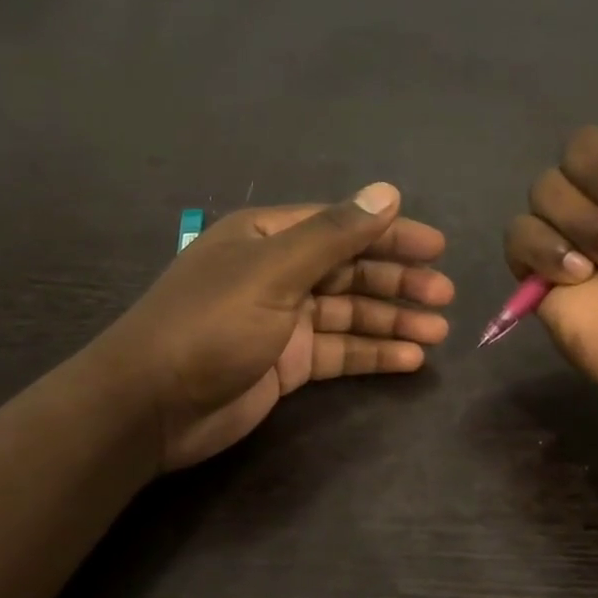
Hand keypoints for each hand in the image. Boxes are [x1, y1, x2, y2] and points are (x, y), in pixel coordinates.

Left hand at [99, 183, 453, 469]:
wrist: (152, 405)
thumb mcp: (273, 271)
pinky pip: (338, 351)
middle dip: (397, 281)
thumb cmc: (210, 325)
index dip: (389, 233)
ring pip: (348, 314)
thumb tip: (387, 192)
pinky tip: (409, 359)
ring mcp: (281, 321)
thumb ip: (333, 235)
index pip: (340, 225)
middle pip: (348, 270)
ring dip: (392, 320)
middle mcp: (276, 273)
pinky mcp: (285, 364)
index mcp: (266, 238)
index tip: (437, 247)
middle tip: (445, 295)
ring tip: (438, 332)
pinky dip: (372, 353)